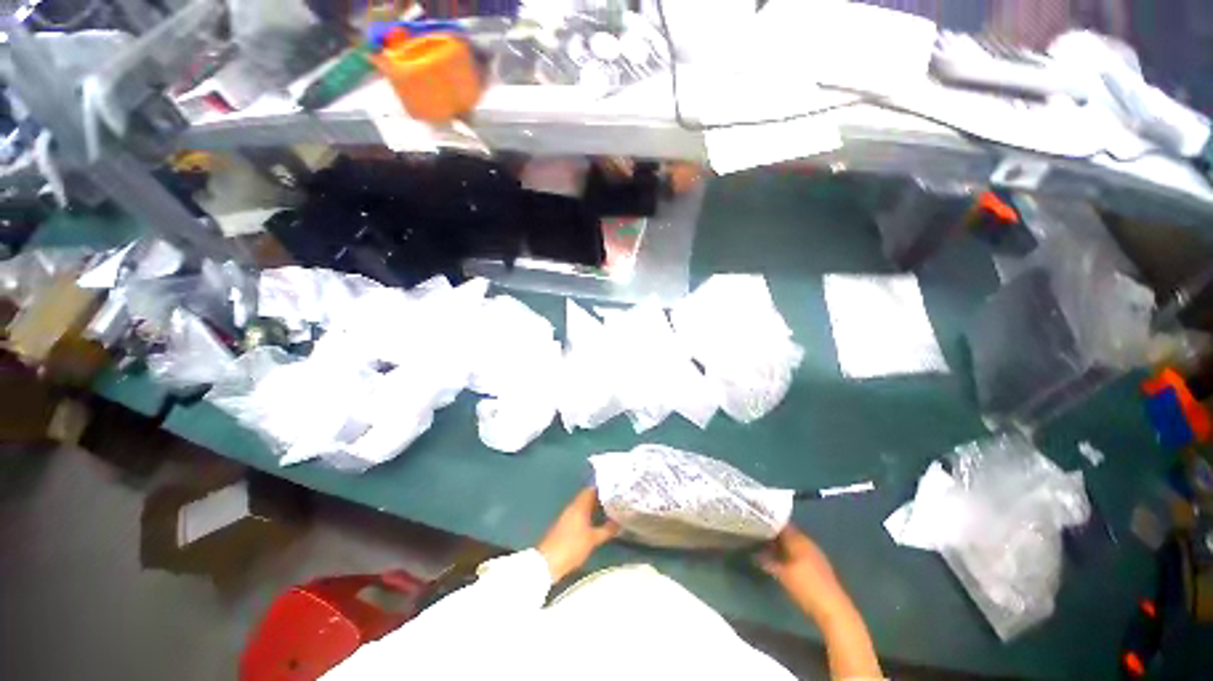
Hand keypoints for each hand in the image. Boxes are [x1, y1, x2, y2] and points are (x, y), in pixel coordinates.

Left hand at [537, 487, 619, 582]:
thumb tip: (619, 522)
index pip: (591, 490)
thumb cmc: (572, 546)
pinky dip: (588, 515)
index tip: (615, 489)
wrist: (548, 562)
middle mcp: (573, 507)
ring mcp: (567, 516)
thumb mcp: (593, 539)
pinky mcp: (564, 525)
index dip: (603, 488)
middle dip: (600, 498)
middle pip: (587, 497)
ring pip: (583, 506)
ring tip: (609, 510)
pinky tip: (596, 522)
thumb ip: (607, 530)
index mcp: (579, 505)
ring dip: (594, 507)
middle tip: (615, 500)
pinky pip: (579, 514)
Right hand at [757, 525, 846, 616]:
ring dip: (782, 545)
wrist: (833, 609)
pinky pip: (800, 553)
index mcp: (799, 540)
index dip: (769, 523)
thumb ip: (768, 561)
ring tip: (767, 548)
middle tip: (759, 536)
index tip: (756, 523)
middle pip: (789, 534)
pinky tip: (782, 561)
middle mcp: (808, 543)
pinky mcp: (819, 567)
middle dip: (775, 535)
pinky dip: (790, 554)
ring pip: (795, 544)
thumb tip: (755, 553)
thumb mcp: (782, 575)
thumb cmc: (806, 588)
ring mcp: (815, 555)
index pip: (782, 525)